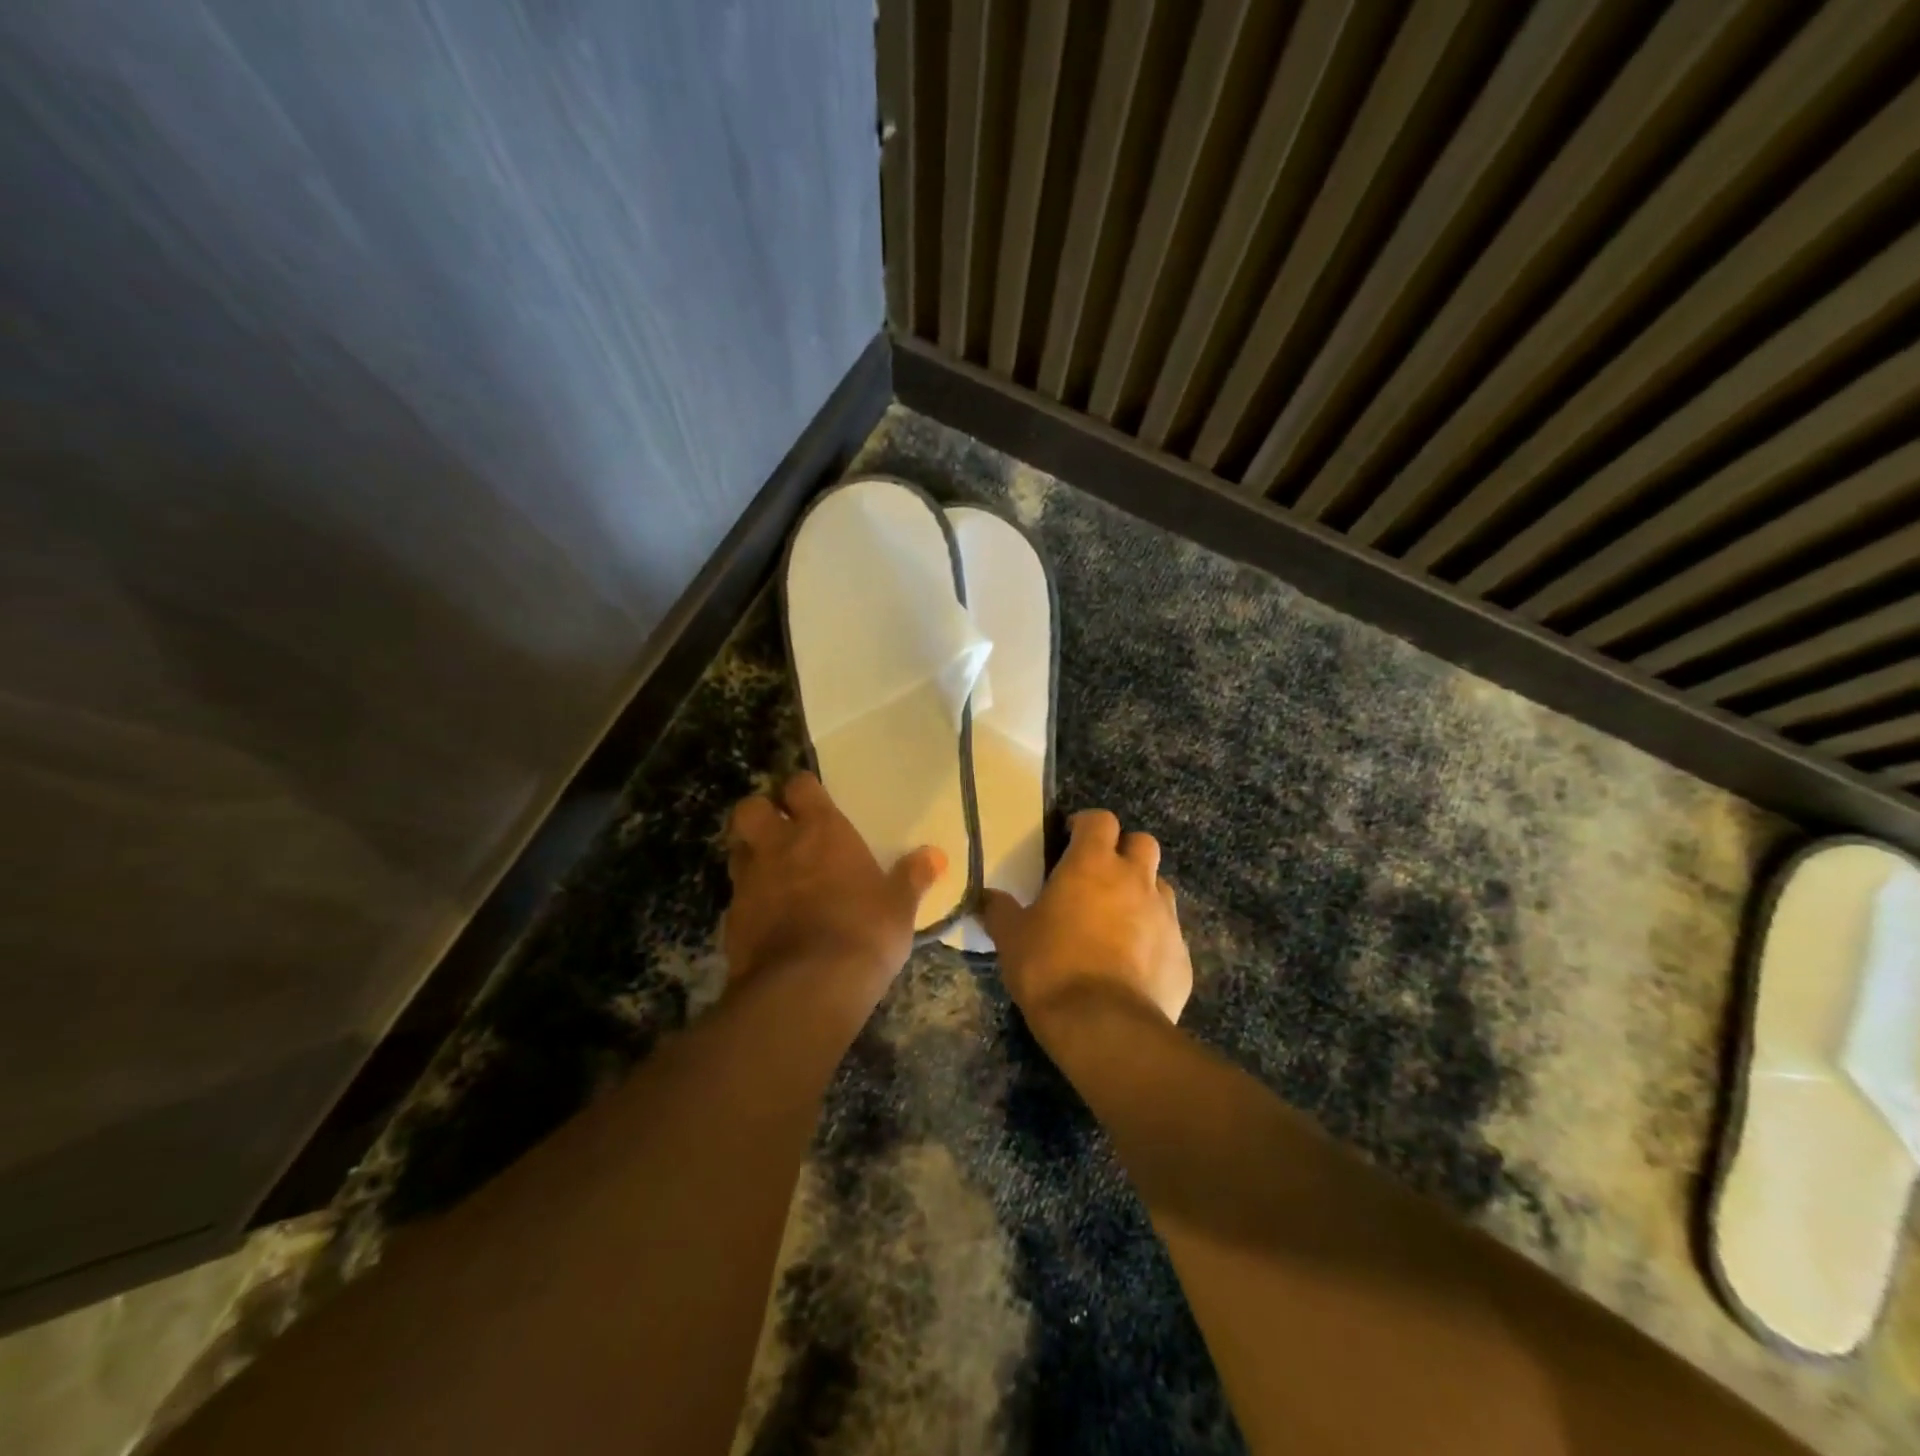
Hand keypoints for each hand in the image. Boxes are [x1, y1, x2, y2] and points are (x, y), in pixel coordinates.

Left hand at [724, 772, 945, 992]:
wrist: (807, 988)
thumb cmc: (863, 933)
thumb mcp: (899, 907)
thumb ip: (912, 877)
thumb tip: (935, 855)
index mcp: (820, 831)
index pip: (800, 786)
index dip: (803, 790)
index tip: (812, 801)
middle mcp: (778, 846)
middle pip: (750, 809)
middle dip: (760, 814)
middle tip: (780, 832)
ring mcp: (749, 882)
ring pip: (737, 851)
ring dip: (751, 856)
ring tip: (772, 875)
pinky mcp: (731, 921)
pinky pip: (736, 899)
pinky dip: (749, 903)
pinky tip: (767, 922)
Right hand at [982, 809, 1191, 1029]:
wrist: (1104, 1025)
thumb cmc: (1050, 967)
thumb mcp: (1011, 937)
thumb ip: (999, 910)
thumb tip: (985, 897)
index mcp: (1093, 864)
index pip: (1100, 819)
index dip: (1086, 825)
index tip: (1070, 841)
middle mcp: (1135, 879)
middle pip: (1142, 843)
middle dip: (1123, 852)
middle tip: (1099, 876)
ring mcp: (1165, 915)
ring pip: (1160, 886)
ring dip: (1141, 893)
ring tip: (1117, 920)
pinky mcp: (1182, 954)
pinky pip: (1169, 934)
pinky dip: (1153, 939)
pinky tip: (1133, 965)